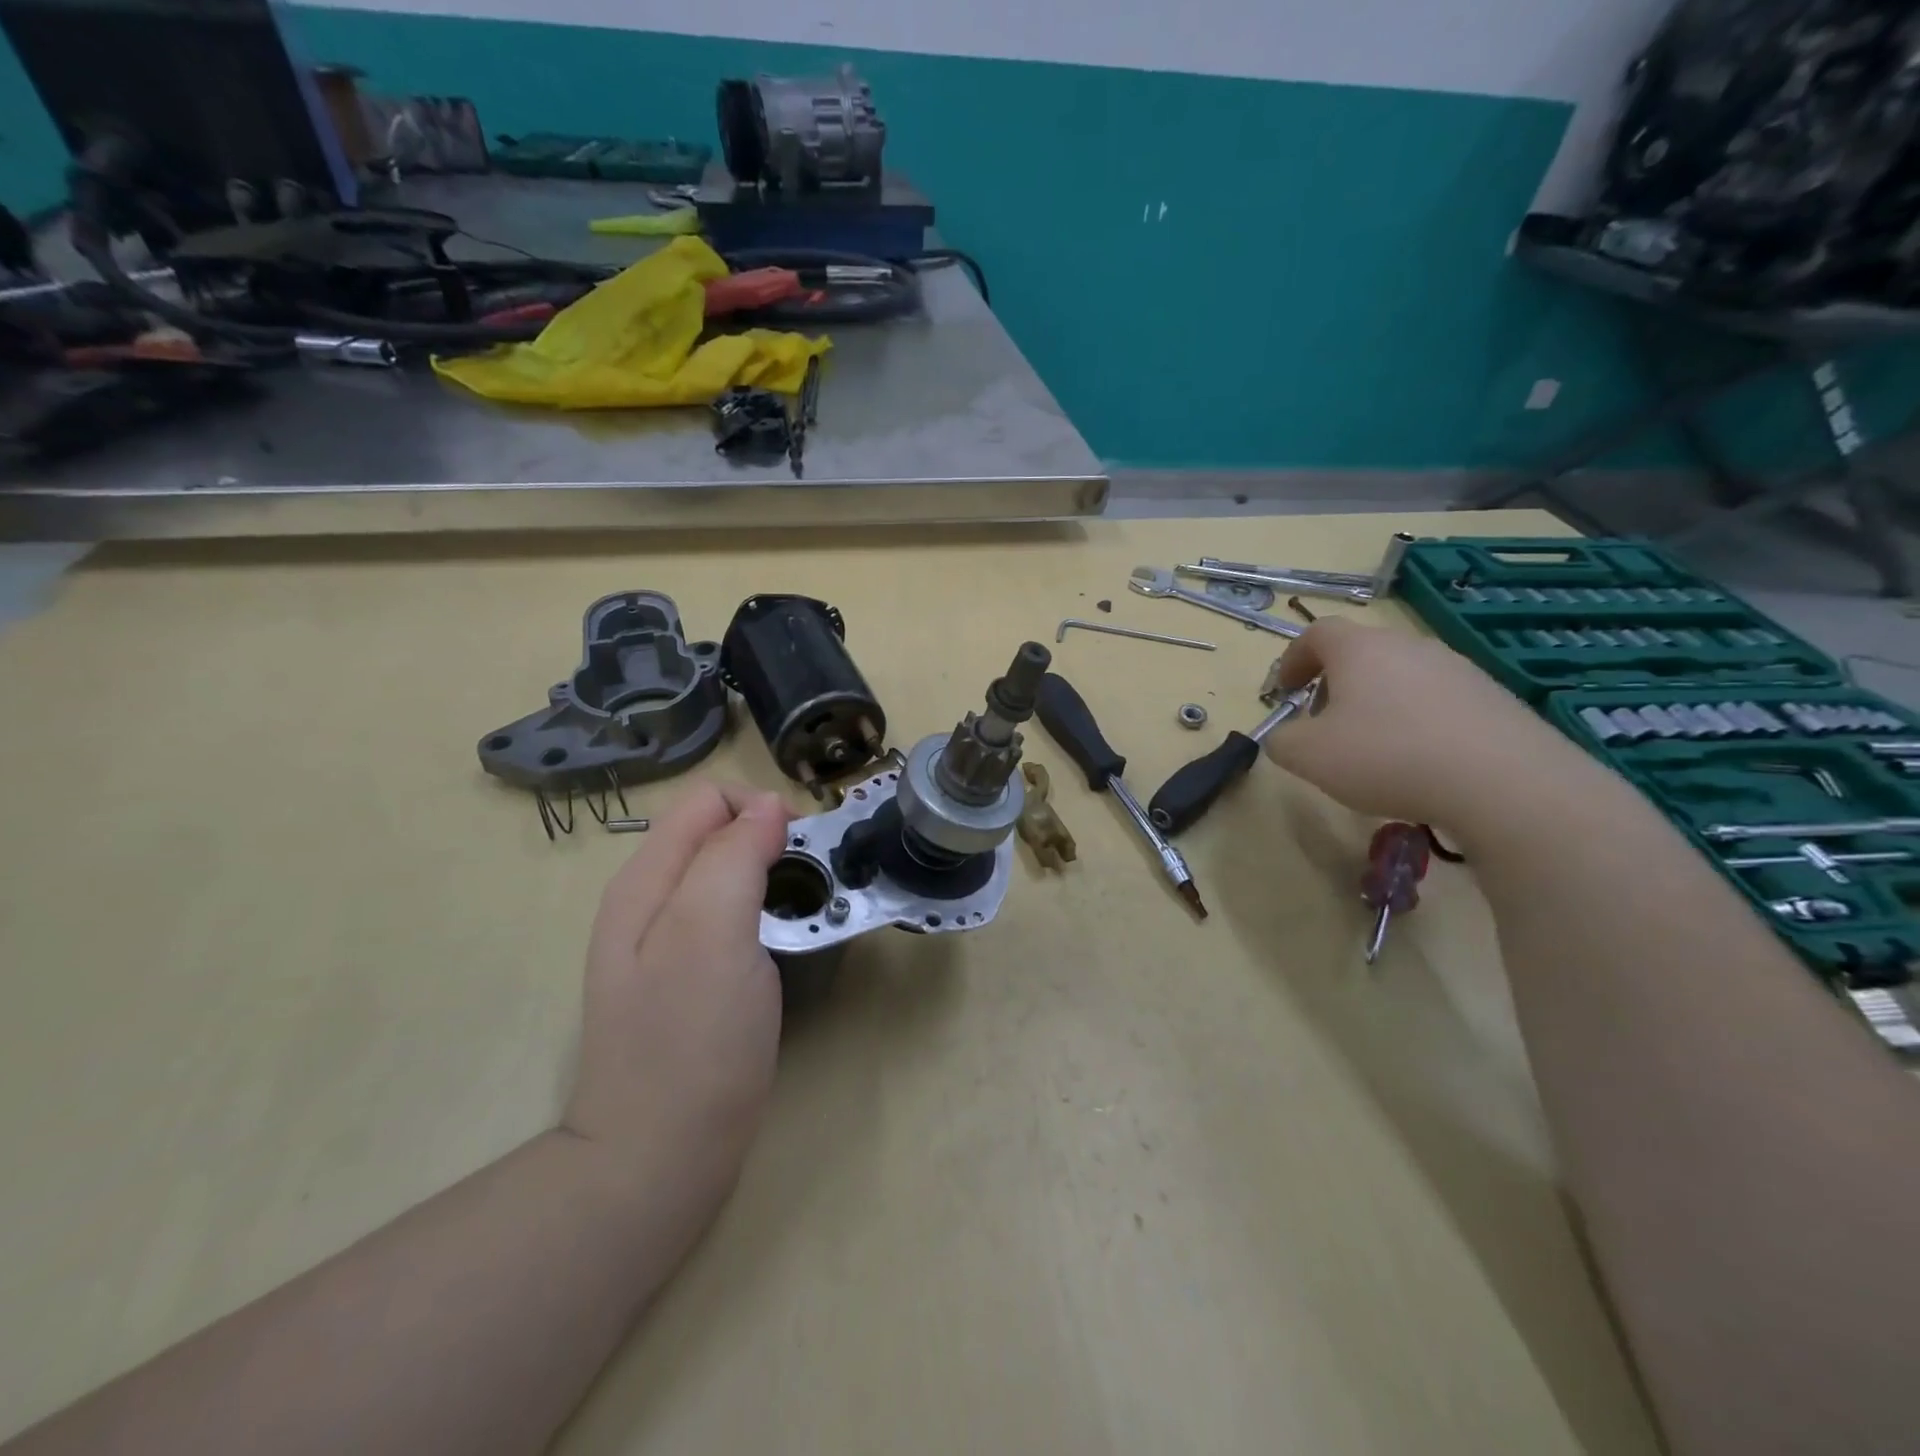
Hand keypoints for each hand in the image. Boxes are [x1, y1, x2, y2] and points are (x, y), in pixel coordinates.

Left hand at [563, 782, 790, 1185]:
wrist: (657, 1157)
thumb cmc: (690, 1040)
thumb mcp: (711, 932)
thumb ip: (734, 856)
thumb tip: (768, 805)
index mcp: (647, 880)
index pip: (707, 801)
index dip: (760, 811)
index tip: (803, 852)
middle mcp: (650, 901)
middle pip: (716, 835)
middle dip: (770, 843)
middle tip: (811, 887)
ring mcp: (665, 944)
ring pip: (726, 876)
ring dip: (772, 879)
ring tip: (804, 916)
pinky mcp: (687, 979)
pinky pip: (729, 919)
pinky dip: (763, 916)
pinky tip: (781, 948)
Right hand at [1260, 616, 1574, 827]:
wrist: (1503, 781)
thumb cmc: (1386, 756)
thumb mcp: (1308, 756)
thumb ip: (1281, 741)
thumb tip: (1284, 736)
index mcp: (1360, 649)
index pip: (1317, 633)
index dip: (1293, 659)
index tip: (1285, 691)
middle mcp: (1409, 646)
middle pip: (1361, 653)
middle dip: (1334, 684)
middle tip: (1324, 723)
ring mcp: (1457, 669)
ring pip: (1401, 676)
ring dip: (1377, 703)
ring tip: (1373, 747)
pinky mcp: (1492, 698)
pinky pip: (1438, 701)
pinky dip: (1416, 721)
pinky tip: (1420, 762)